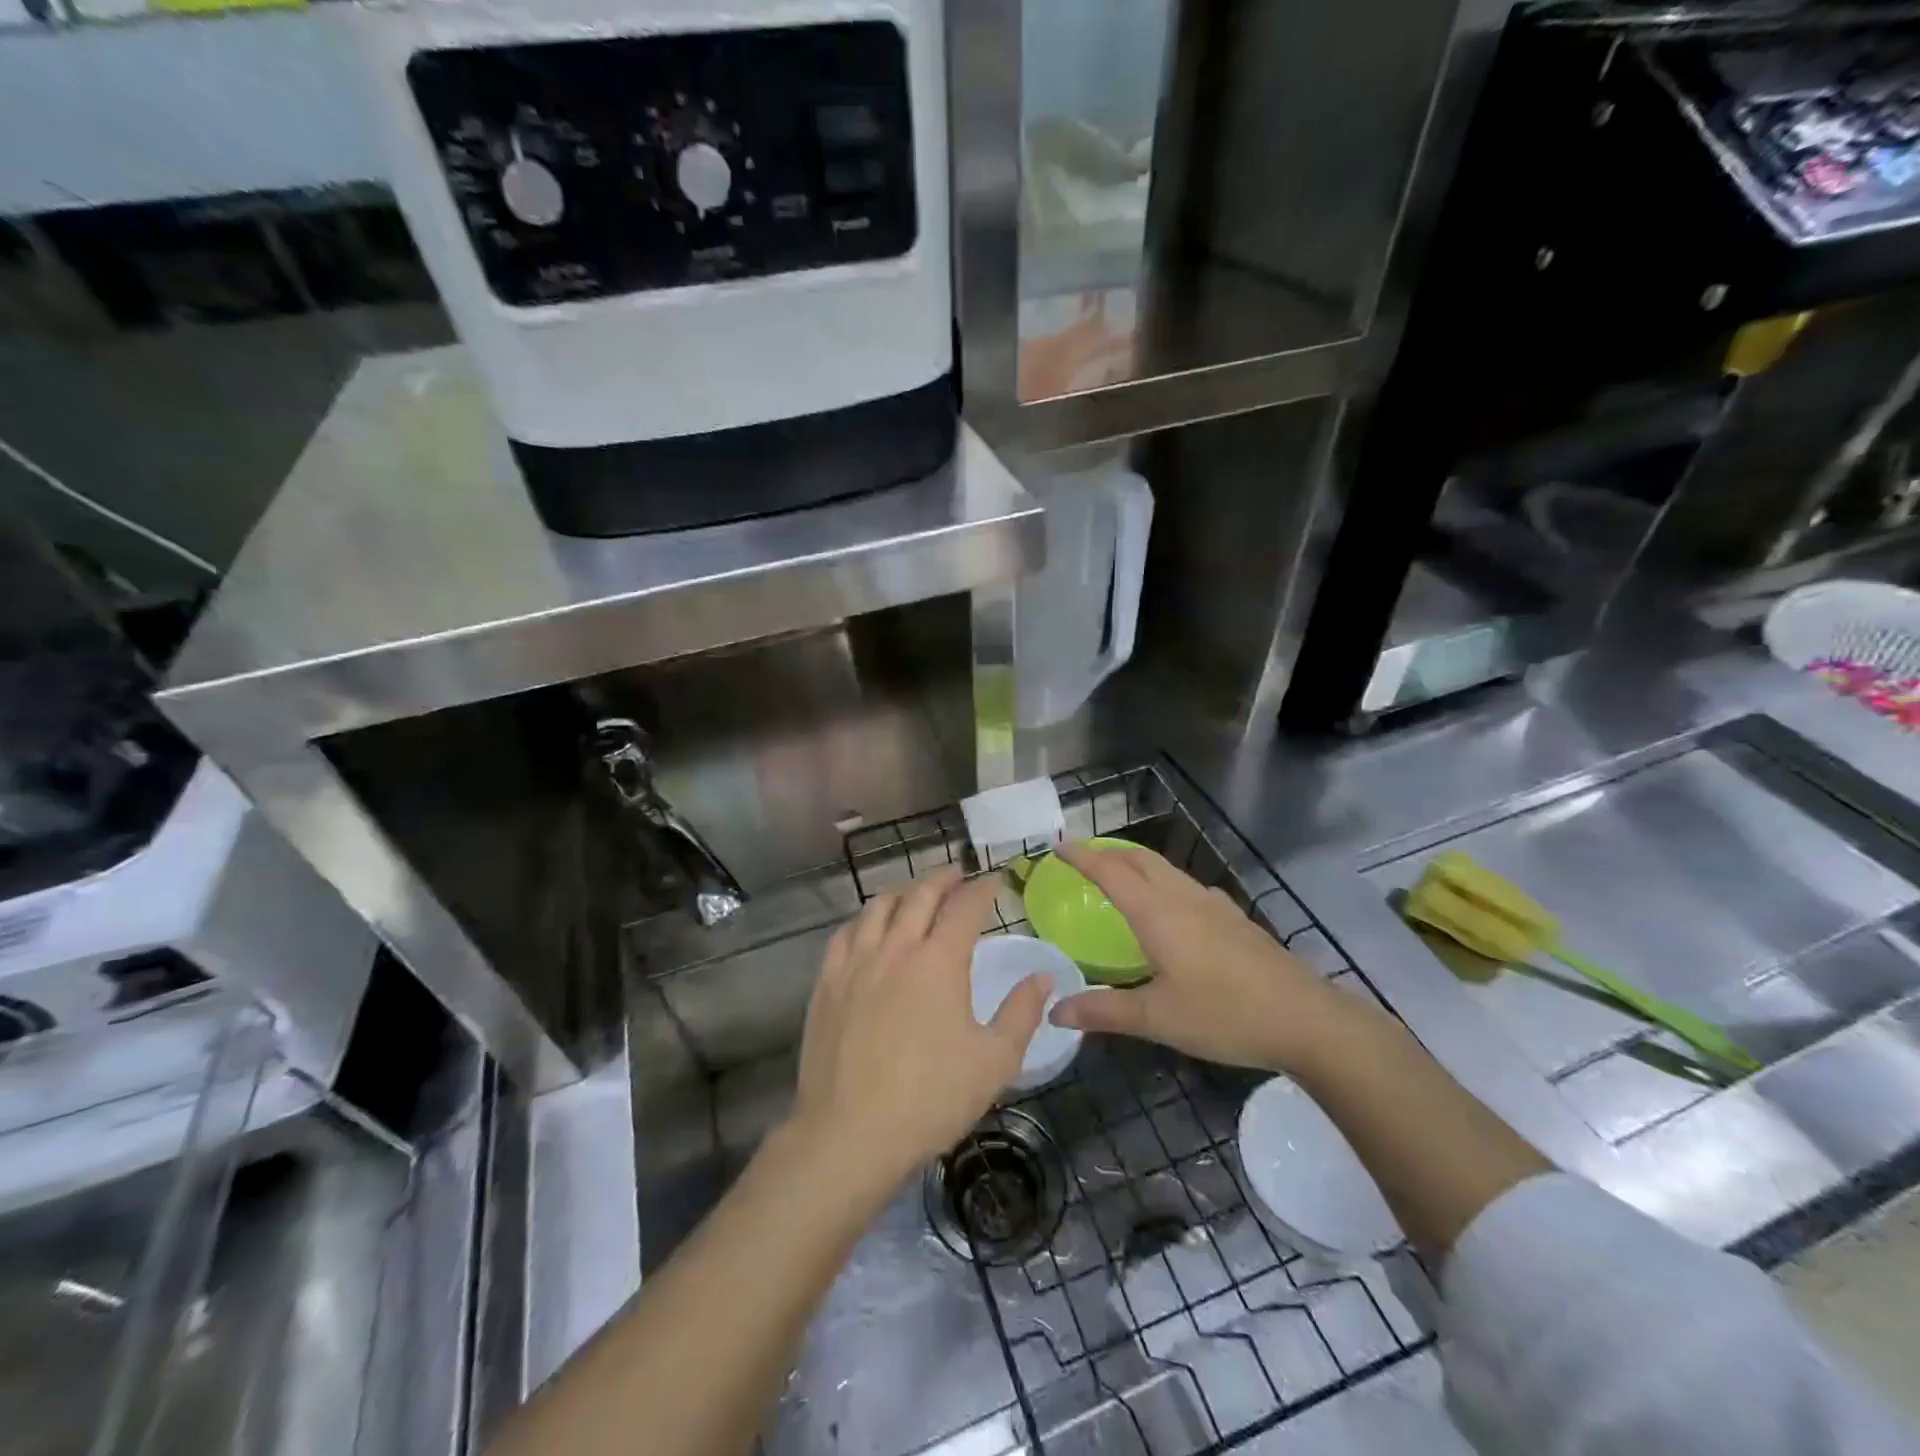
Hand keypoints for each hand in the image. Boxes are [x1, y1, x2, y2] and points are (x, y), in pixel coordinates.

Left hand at [791, 867, 1050, 1187]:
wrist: (850, 1134)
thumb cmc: (930, 1099)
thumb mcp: (993, 1062)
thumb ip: (1021, 1013)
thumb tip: (1043, 977)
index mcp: (939, 961)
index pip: (964, 907)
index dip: (982, 889)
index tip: (994, 882)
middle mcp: (896, 948)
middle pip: (919, 896)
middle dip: (942, 879)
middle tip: (957, 875)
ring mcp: (855, 963)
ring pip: (878, 907)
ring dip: (903, 892)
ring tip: (916, 893)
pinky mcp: (826, 983)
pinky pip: (845, 933)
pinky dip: (864, 918)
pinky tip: (868, 926)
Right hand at [1048, 841, 1343, 1071]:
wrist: (1305, 1019)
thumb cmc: (1224, 1014)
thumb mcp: (1157, 1018)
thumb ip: (1103, 1012)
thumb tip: (1055, 1011)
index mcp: (1157, 913)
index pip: (1110, 872)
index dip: (1082, 856)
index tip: (1057, 845)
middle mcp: (1183, 898)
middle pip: (1139, 859)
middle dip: (1107, 852)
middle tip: (1082, 857)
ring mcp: (1214, 905)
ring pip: (1166, 869)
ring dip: (1136, 863)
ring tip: (1118, 876)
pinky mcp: (1234, 919)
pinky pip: (1187, 885)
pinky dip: (1163, 881)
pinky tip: (1171, 907)